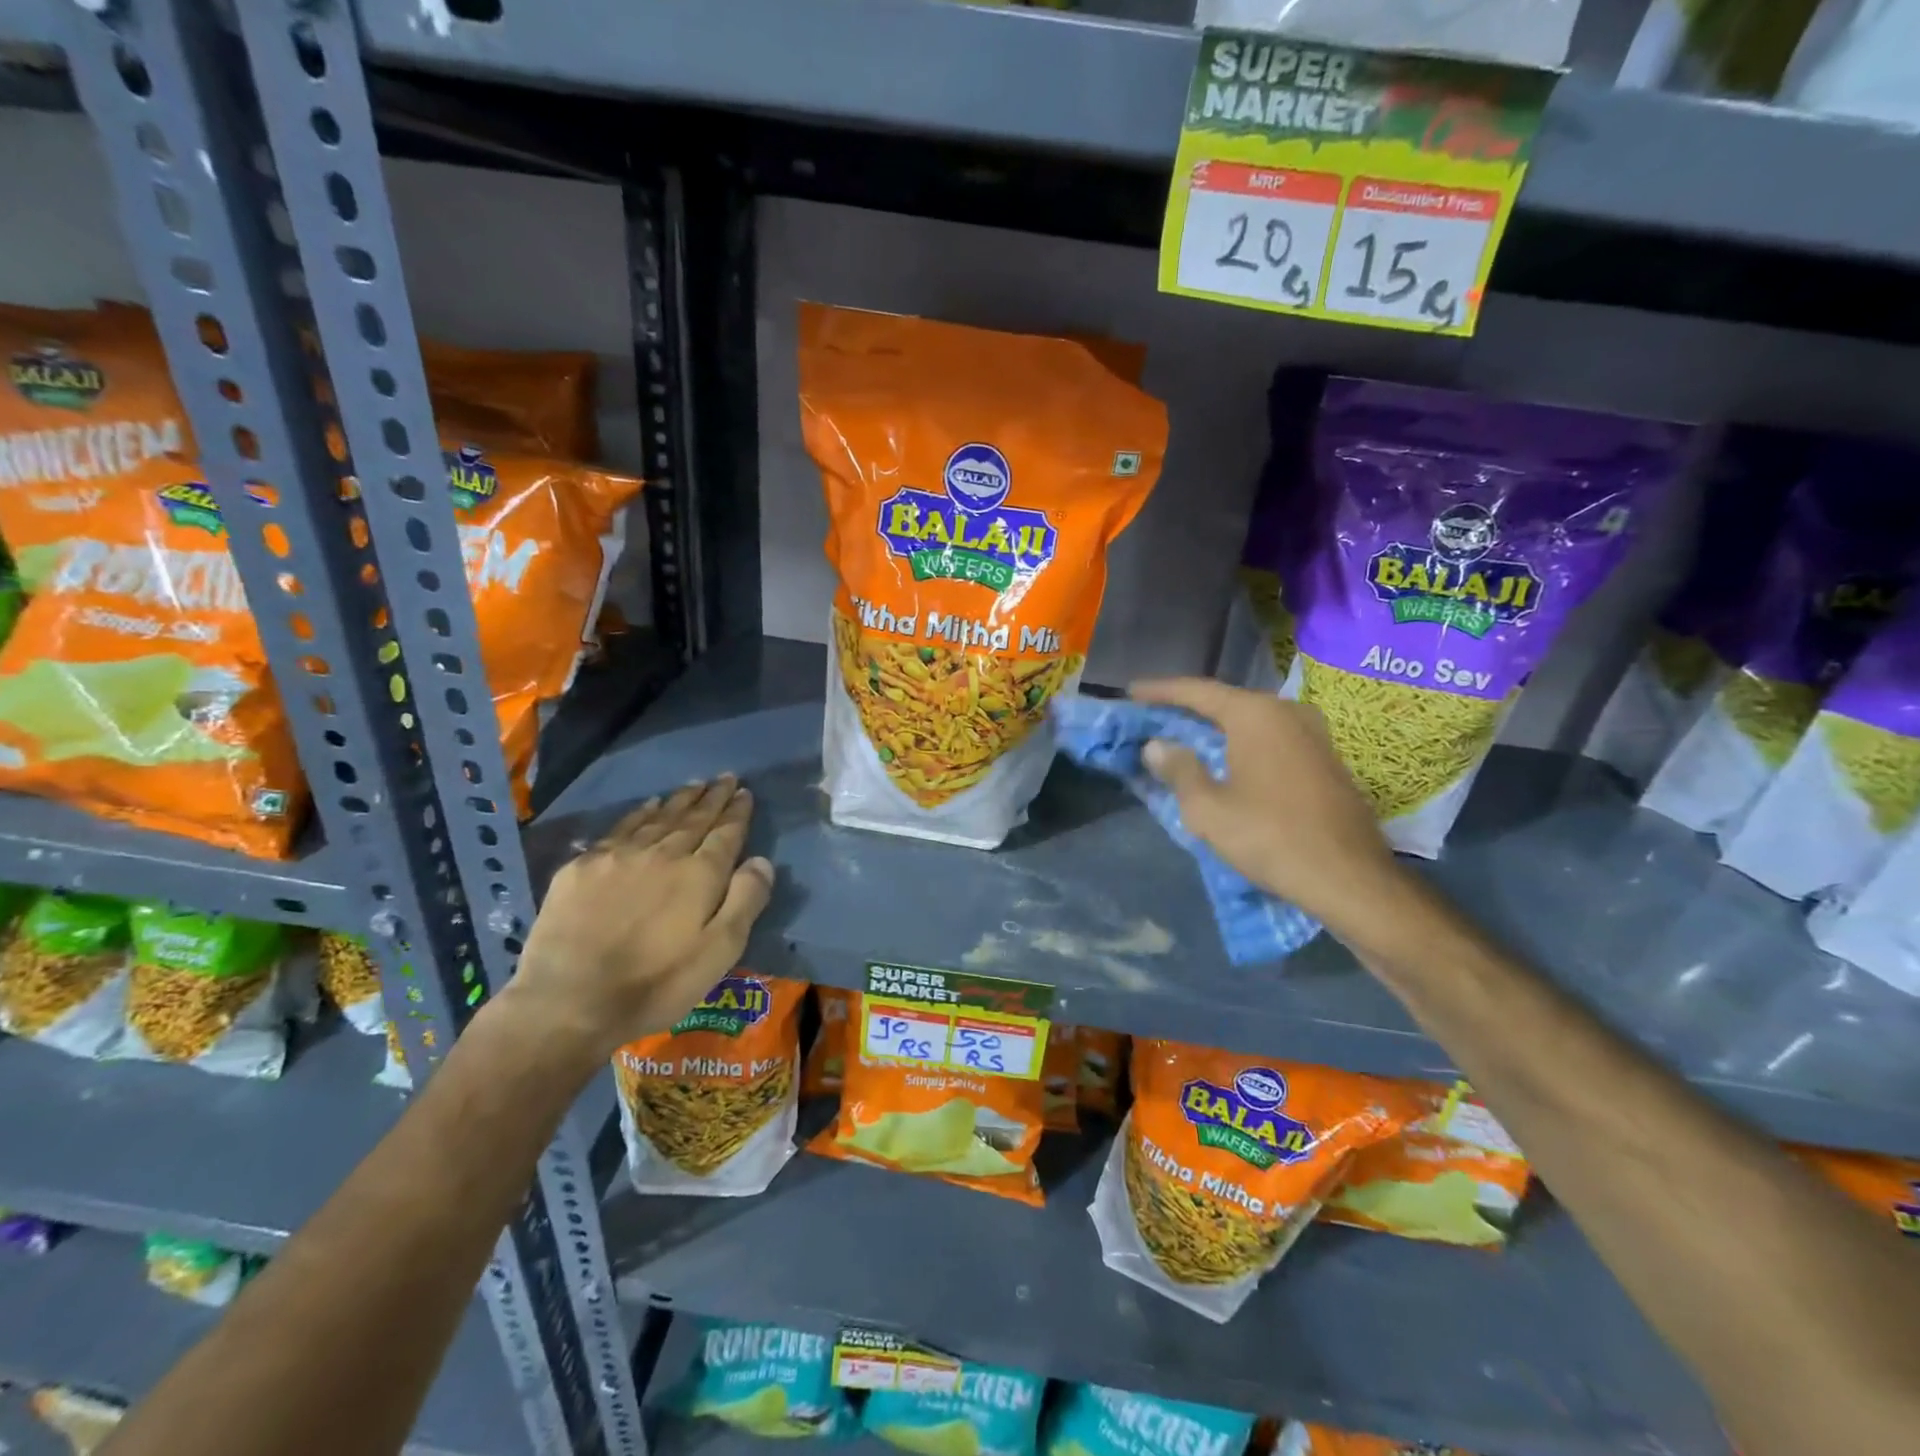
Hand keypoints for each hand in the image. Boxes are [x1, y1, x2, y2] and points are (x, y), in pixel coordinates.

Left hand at [500, 776, 773, 1067]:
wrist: (568, 1001)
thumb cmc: (656, 983)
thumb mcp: (719, 952)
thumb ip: (745, 901)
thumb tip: (762, 860)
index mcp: (699, 874)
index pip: (725, 833)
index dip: (737, 812)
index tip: (745, 792)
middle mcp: (663, 853)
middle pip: (693, 818)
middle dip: (712, 797)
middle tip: (725, 777)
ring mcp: (619, 856)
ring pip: (658, 818)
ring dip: (679, 800)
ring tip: (693, 785)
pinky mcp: (582, 867)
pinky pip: (620, 828)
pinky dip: (640, 813)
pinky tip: (648, 806)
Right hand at [1131, 677, 1401, 933]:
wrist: (1350, 879)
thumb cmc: (1271, 838)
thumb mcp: (1209, 809)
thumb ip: (1179, 770)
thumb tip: (1158, 746)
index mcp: (1256, 715)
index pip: (1197, 691)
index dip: (1160, 690)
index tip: (1132, 691)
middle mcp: (1287, 712)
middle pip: (1226, 702)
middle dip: (1188, 709)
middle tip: (1154, 716)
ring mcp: (1313, 734)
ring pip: (1251, 720)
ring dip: (1216, 727)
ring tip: (1184, 736)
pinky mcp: (1325, 759)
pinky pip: (1271, 737)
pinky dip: (1241, 742)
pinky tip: (1226, 758)